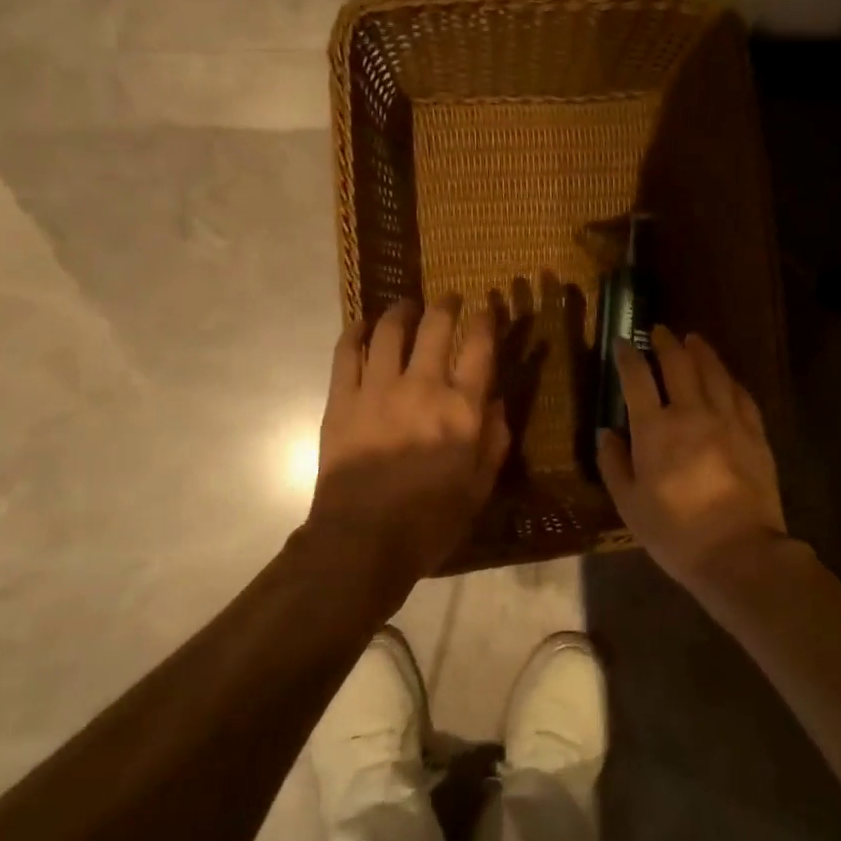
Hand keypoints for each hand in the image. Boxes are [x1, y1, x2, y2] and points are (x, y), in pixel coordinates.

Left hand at [309, 299, 509, 584]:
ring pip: (391, 331)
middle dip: (447, 304)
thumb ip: (495, 440)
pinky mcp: (342, 399)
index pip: (479, 347)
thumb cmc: (430, 520)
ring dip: (402, 311)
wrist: (362, 541)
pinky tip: (362, 324)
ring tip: (407, 307)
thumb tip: (498, 402)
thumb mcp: (480, 487)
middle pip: (436, 326)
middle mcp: (423, 387)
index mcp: (462, 408)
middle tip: (450, 298)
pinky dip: (355, 332)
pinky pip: (347, 353)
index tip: (487, 309)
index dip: (486, 320)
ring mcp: (377, 389)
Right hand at [597, 325, 786, 585]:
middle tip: (658, 331)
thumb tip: (607, 432)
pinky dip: (729, 379)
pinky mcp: (755, 433)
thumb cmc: (675, 533)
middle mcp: (692, 413)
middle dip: (666, 343)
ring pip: (714, 371)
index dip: (628, 357)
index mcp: (655, 429)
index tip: (622, 343)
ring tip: (693, 339)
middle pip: (679, 364)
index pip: (637, 379)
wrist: (739, 552)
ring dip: (700, 351)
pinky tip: (726, 376)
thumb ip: (614, 463)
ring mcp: (728, 420)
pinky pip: (741, 394)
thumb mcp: (629, 504)